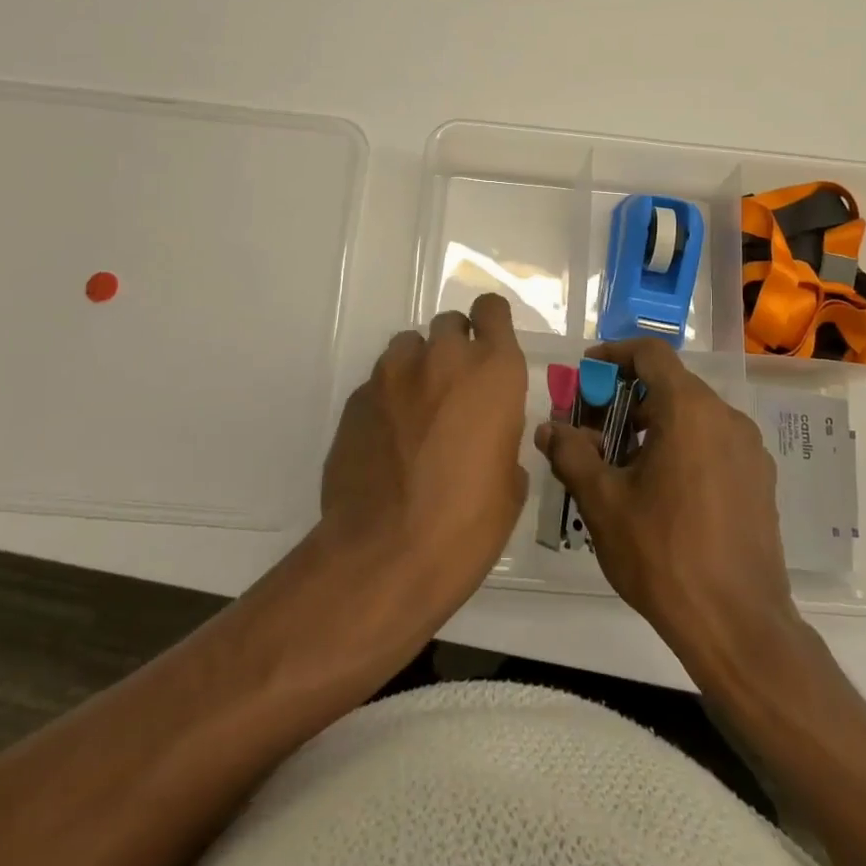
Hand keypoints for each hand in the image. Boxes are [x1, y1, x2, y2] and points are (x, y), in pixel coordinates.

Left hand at [320, 293, 528, 626]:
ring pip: (408, 347)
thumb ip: (501, 439)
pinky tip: (388, 441)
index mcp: (493, 372)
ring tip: (417, 413)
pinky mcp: (356, 399)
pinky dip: (388, 400)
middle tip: (455, 389)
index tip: (489, 344)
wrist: (385, 556)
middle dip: (454, 347)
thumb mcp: (509, 484)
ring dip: (418, 368)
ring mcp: (393, 375)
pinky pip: (378, 384)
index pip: (491, 310)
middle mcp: (443, 358)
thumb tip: (488, 439)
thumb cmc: (467, 524)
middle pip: (449, 324)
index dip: (491, 322)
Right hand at [536, 338, 799, 666]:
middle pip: (671, 384)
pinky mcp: (761, 480)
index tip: (587, 373)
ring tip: (623, 463)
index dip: (614, 354)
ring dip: (655, 424)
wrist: (739, 626)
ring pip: (694, 415)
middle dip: (628, 397)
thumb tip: (549, 429)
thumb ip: (571, 454)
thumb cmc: (663, 554)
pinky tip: (663, 490)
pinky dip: (684, 446)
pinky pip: (715, 443)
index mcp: (689, 410)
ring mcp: (750, 449)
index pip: (650, 353)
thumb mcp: (603, 502)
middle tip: (594, 428)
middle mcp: (726, 417)